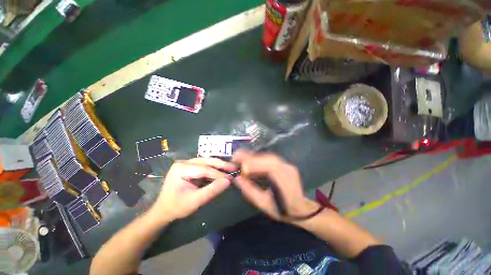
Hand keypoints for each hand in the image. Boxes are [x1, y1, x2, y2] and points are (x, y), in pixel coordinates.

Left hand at [150, 158, 236, 222]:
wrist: (164, 211)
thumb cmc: (177, 206)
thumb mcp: (196, 200)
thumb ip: (212, 190)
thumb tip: (228, 181)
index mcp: (181, 168)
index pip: (204, 169)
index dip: (219, 174)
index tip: (232, 178)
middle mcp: (182, 163)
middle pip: (204, 161)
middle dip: (219, 165)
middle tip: (234, 168)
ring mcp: (183, 166)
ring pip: (203, 163)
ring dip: (216, 166)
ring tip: (229, 169)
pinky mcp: (186, 171)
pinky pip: (200, 168)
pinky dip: (210, 171)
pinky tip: (219, 173)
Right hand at [232, 151, 318, 221]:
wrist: (299, 210)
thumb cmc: (282, 210)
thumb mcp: (263, 204)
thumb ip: (250, 191)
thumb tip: (237, 179)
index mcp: (285, 181)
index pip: (270, 167)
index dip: (255, 164)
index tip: (240, 165)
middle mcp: (289, 170)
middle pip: (270, 159)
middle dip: (252, 157)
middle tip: (236, 157)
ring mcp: (289, 167)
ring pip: (270, 158)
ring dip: (255, 157)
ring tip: (241, 158)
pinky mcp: (287, 167)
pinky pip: (272, 160)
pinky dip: (260, 160)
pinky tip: (251, 163)